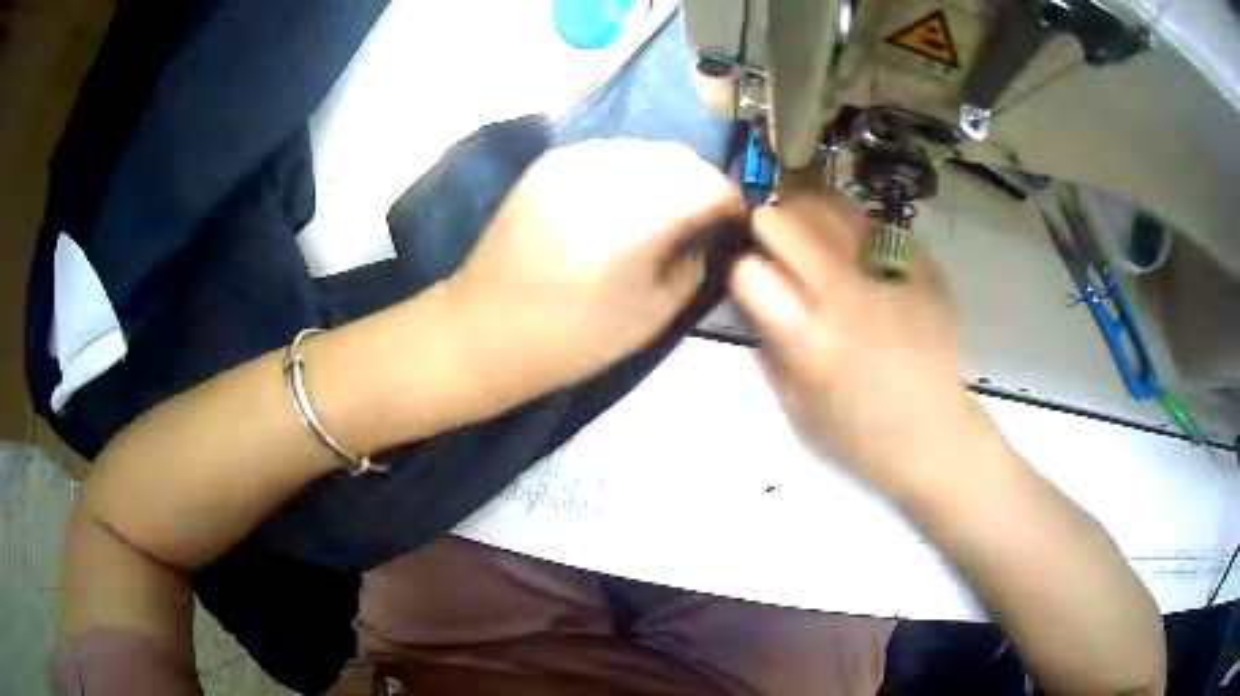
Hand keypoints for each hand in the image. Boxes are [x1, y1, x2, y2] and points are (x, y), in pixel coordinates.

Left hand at [446, 139, 744, 397]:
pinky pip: (608, 152)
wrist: (484, 330)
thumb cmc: (572, 337)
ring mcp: (572, 162)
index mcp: (636, 218)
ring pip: (644, 149)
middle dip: (700, 182)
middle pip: (678, 157)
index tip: (731, 222)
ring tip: (661, 207)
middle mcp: (606, 175)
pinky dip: (629, 170)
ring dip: (665, 173)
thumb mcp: (652, 315)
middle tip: (700, 216)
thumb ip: (692, 266)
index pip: (708, 183)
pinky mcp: (548, 165)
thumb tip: (703, 234)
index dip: (730, 201)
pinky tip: (621, 201)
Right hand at [730, 195, 986, 498]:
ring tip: (810, 230)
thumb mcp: (795, 409)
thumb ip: (767, 351)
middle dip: (769, 226)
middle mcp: (847, 299)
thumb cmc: (859, 437)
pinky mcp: (924, 270)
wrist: (934, 437)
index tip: (749, 277)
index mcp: (810, 341)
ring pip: (833, 210)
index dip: (741, 269)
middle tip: (773, 239)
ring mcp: (890, 278)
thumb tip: (749, 303)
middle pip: (787, 224)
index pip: (751, 273)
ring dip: (810, 215)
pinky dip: (857, 229)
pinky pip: (878, 226)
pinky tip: (856, 248)